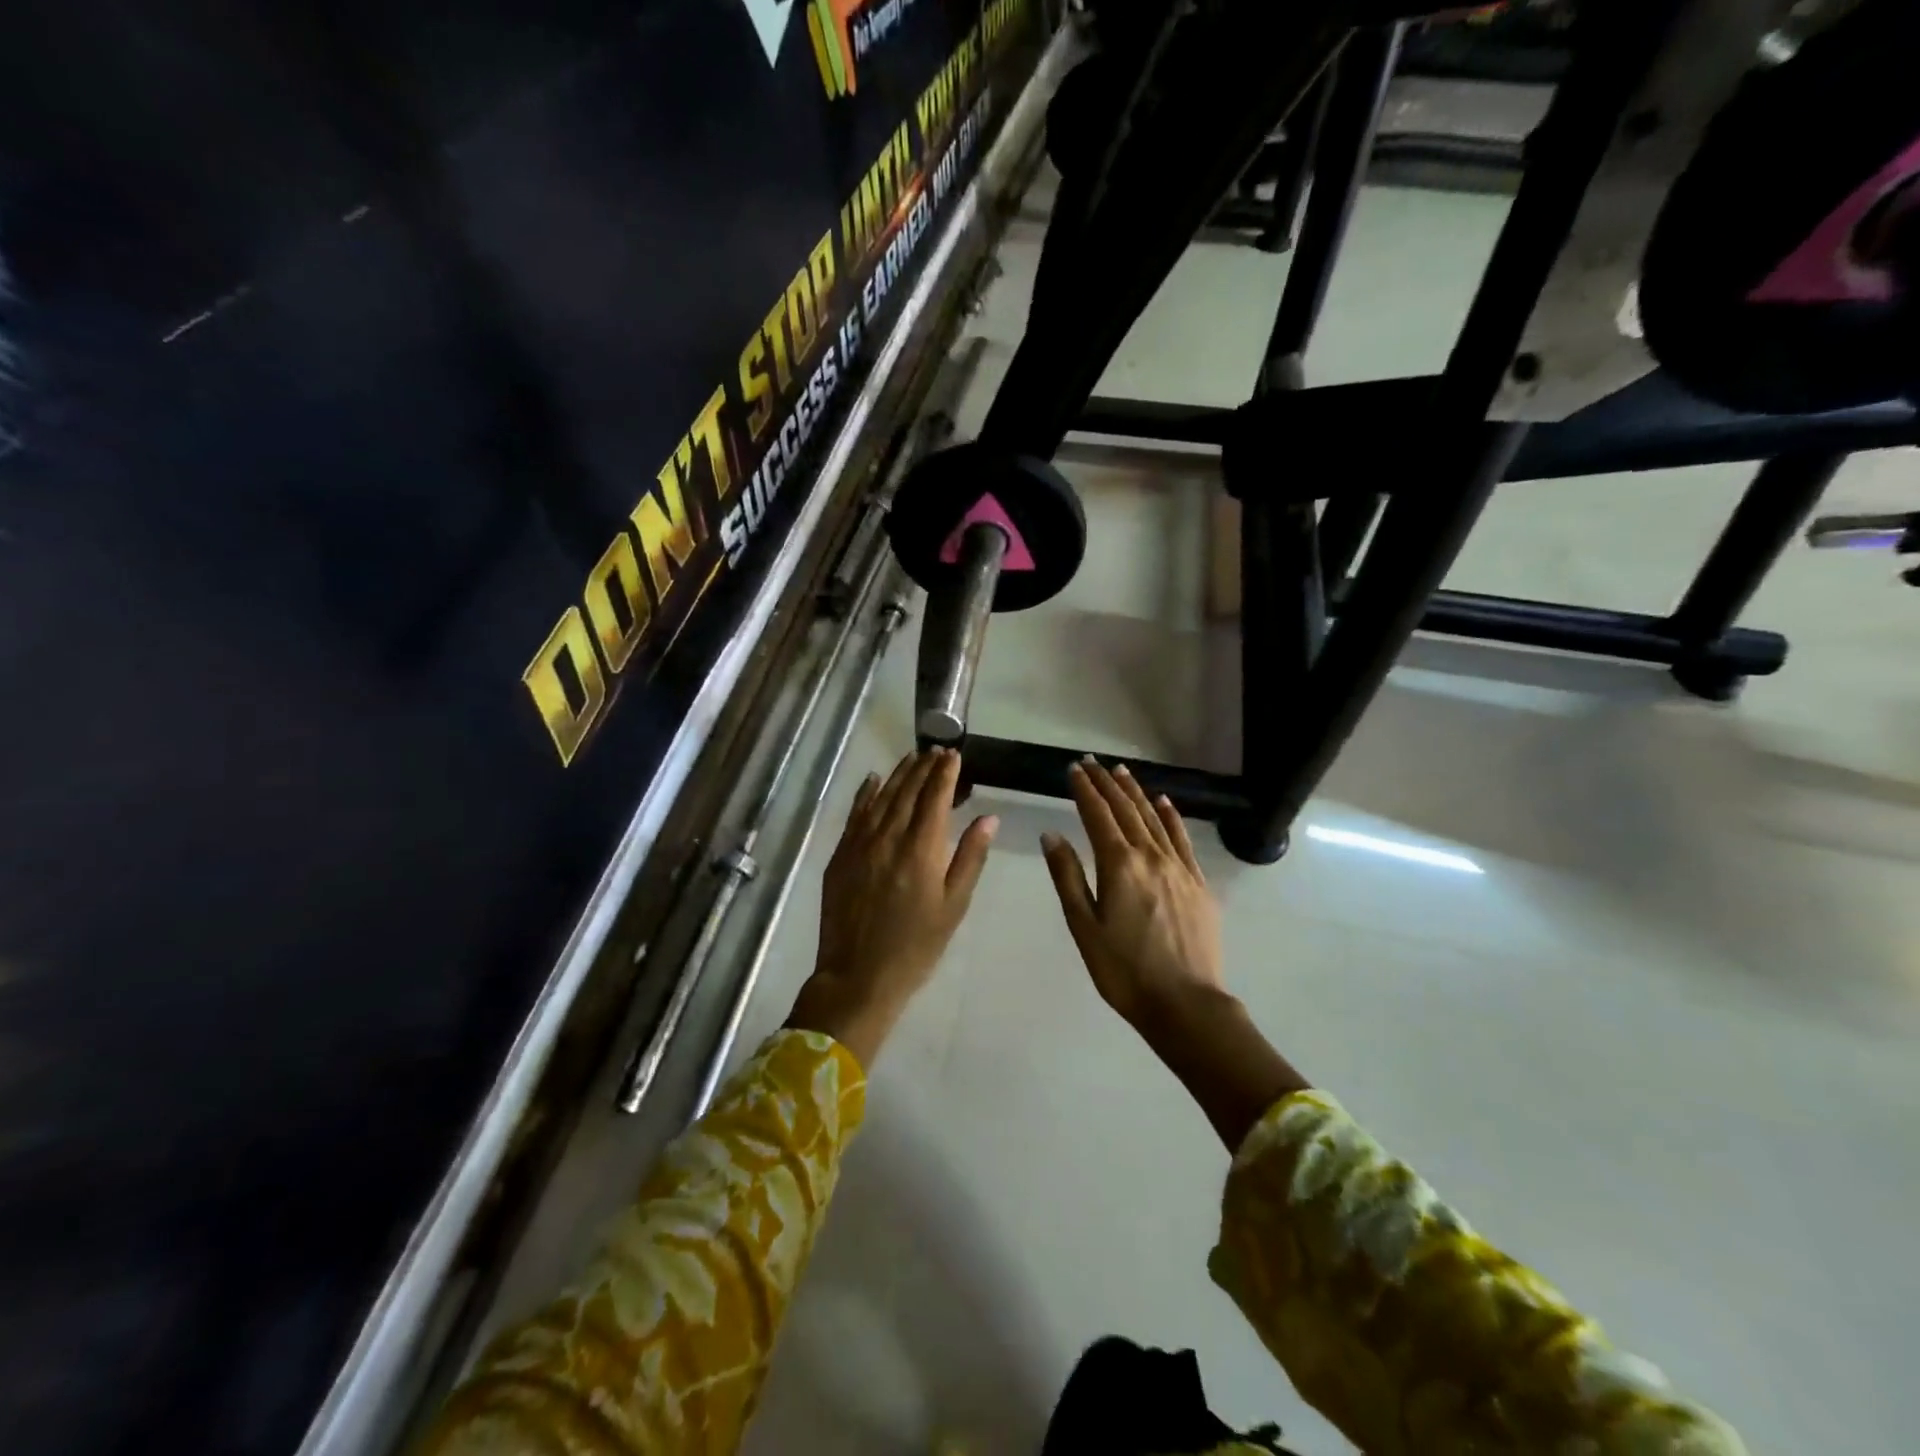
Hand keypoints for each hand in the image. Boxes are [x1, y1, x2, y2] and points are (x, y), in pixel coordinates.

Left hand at [787, 748, 996, 1066]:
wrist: (858, 977)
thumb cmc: (916, 947)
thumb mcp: (953, 906)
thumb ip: (970, 858)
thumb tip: (988, 818)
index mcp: (920, 850)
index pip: (934, 798)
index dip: (945, 773)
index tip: (954, 755)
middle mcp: (888, 838)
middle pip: (907, 791)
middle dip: (924, 768)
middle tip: (937, 751)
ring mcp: (859, 845)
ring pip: (880, 797)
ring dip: (898, 774)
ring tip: (913, 758)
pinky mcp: (840, 855)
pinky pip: (855, 814)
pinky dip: (866, 793)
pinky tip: (873, 779)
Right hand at [1041, 759, 1224, 1033]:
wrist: (1186, 1004)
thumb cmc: (1125, 971)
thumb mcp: (1084, 927)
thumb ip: (1067, 877)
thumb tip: (1051, 835)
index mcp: (1119, 865)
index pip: (1098, 815)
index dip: (1084, 790)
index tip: (1073, 769)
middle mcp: (1151, 856)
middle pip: (1126, 810)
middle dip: (1107, 783)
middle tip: (1093, 762)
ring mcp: (1179, 867)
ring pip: (1154, 818)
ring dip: (1136, 792)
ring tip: (1122, 772)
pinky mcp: (1199, 883)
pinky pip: (1182, 839)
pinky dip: (1171, 816)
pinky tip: (1164, 803)